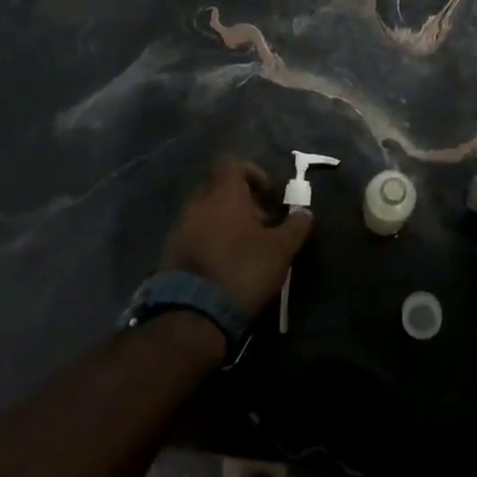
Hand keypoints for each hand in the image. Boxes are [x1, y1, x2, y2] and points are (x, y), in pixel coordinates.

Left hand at [160, 154, 312, 314]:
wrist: (192, 314)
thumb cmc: (242, 270)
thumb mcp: (280, 249)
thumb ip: (296, 226)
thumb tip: (305, 212)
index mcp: (223, 193)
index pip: (232, 162)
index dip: (252, 172)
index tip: (268, 195)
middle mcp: (198, 202)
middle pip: (219, 186)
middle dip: (240, 198)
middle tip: (261, 222)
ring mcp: (180, 226)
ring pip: (206, 210)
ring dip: (225, 219)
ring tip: (244, 245)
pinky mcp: (170, 250)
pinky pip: (194, 232)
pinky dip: (210, 238)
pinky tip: (225, 261)